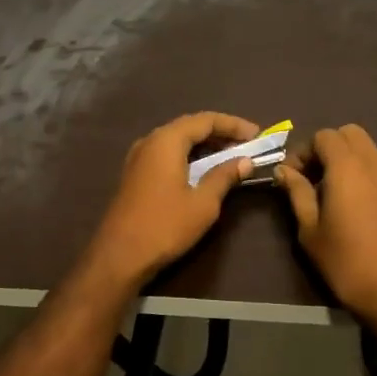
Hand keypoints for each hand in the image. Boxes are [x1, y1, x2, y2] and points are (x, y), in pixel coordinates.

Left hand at [81, 111, 260, 286]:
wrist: (119, 255)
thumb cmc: (165, 226)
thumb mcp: (203, 203)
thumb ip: (224, 176)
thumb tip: (244, 161)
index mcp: (166, 140)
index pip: (205, 120)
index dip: (233, 125)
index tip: (257, 135)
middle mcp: (150, 141)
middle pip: (189, 127)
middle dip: (220, 133)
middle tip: (246, 145)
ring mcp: (139, 157)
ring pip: (177, 140)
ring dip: (204, 145)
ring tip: (230, 156)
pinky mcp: (135, 174)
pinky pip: (166, 154)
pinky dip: (188, 156)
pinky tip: (202, 170)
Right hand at [276, 125, 376, 344]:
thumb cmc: (346, 262)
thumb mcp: (310, 229)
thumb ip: (297, 193)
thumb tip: (284, 170)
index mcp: (347, 168)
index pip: (324, 136)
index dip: (303, 151)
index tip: (291, 177)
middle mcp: (372, 164)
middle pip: (348, 133)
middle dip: (325, 147)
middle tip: (310, 176)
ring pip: (365, 148)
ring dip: (343, 158)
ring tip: (326, 190)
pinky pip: (375, 166)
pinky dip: (358, 170)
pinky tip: (347, 201)